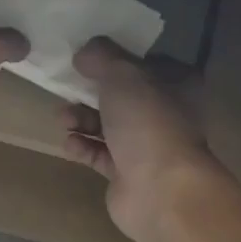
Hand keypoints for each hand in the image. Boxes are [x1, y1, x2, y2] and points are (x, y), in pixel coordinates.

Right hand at [62, 38, 220, 241]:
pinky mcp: (127, 174)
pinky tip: (70, 144)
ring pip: (108, 126)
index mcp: (177, 84)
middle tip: (66, 89)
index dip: (116, 58)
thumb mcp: (122, 74)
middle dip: (90, 92)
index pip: (145, 63)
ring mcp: (147, 146)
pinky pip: (99, 154)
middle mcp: (166, 114)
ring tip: (63, 119)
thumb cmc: (148, 122)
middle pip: (122, 96)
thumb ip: (101, 57)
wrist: (160, 189)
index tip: (87, 57)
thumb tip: (84, 52)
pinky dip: (83, 147)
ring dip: (82, 119)